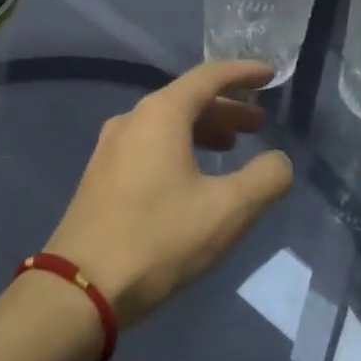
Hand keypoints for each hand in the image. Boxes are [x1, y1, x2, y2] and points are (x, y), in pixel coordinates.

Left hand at [45, 61, 293, 327]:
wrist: (81, 287)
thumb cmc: (159, 238)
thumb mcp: (227, 211)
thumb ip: (265, 179)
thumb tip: (279, 161)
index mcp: (160, 114)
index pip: (208, 77)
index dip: (243, 73)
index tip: (270, 75)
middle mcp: (132, 120)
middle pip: (186, 100)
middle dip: (226, 109)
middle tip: (258, 125)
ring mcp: (110, 148)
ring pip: (166, 125)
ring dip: (203, 130)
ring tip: (232, 149)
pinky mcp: (101, 176)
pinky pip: (149, 145)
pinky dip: (179, 148)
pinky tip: (193, 177)